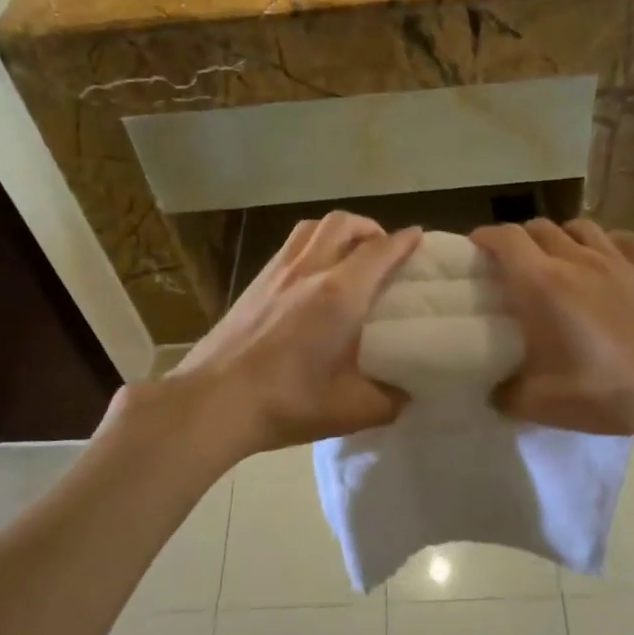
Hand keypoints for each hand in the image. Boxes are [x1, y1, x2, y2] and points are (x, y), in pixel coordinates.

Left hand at [163, 212, 421, 458]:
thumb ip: (389, 400)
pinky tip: (311, 275)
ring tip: (348, 254)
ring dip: (339, 231)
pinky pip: (290, 245)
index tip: (419, 238)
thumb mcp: (351, 410)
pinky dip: (311, 244)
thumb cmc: (287, 403)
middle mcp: (310, 270)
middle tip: (383, 251)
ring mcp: (277, 272)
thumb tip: (405, 394)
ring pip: (313, 227)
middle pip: (344, 224)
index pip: (381, 251)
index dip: (405, 241)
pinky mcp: (254, 282)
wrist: (214, 401)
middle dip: (370, 228)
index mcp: (340, 295)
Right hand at [469, 219, 633, 447]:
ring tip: (556, 258)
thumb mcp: (540, 403)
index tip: (474, 247)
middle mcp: (577, 260)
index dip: (486, 237)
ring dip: (561, 236)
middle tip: (512, 263)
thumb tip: (492, 392)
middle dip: (519, 238)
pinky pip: (625, 240)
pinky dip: (608, 242)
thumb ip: (506, 395)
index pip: (507, 239)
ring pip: (581, 226)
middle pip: (540, 227)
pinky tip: (606, 259)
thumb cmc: (604, 390)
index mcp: (543, 283)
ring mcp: (617, 261)